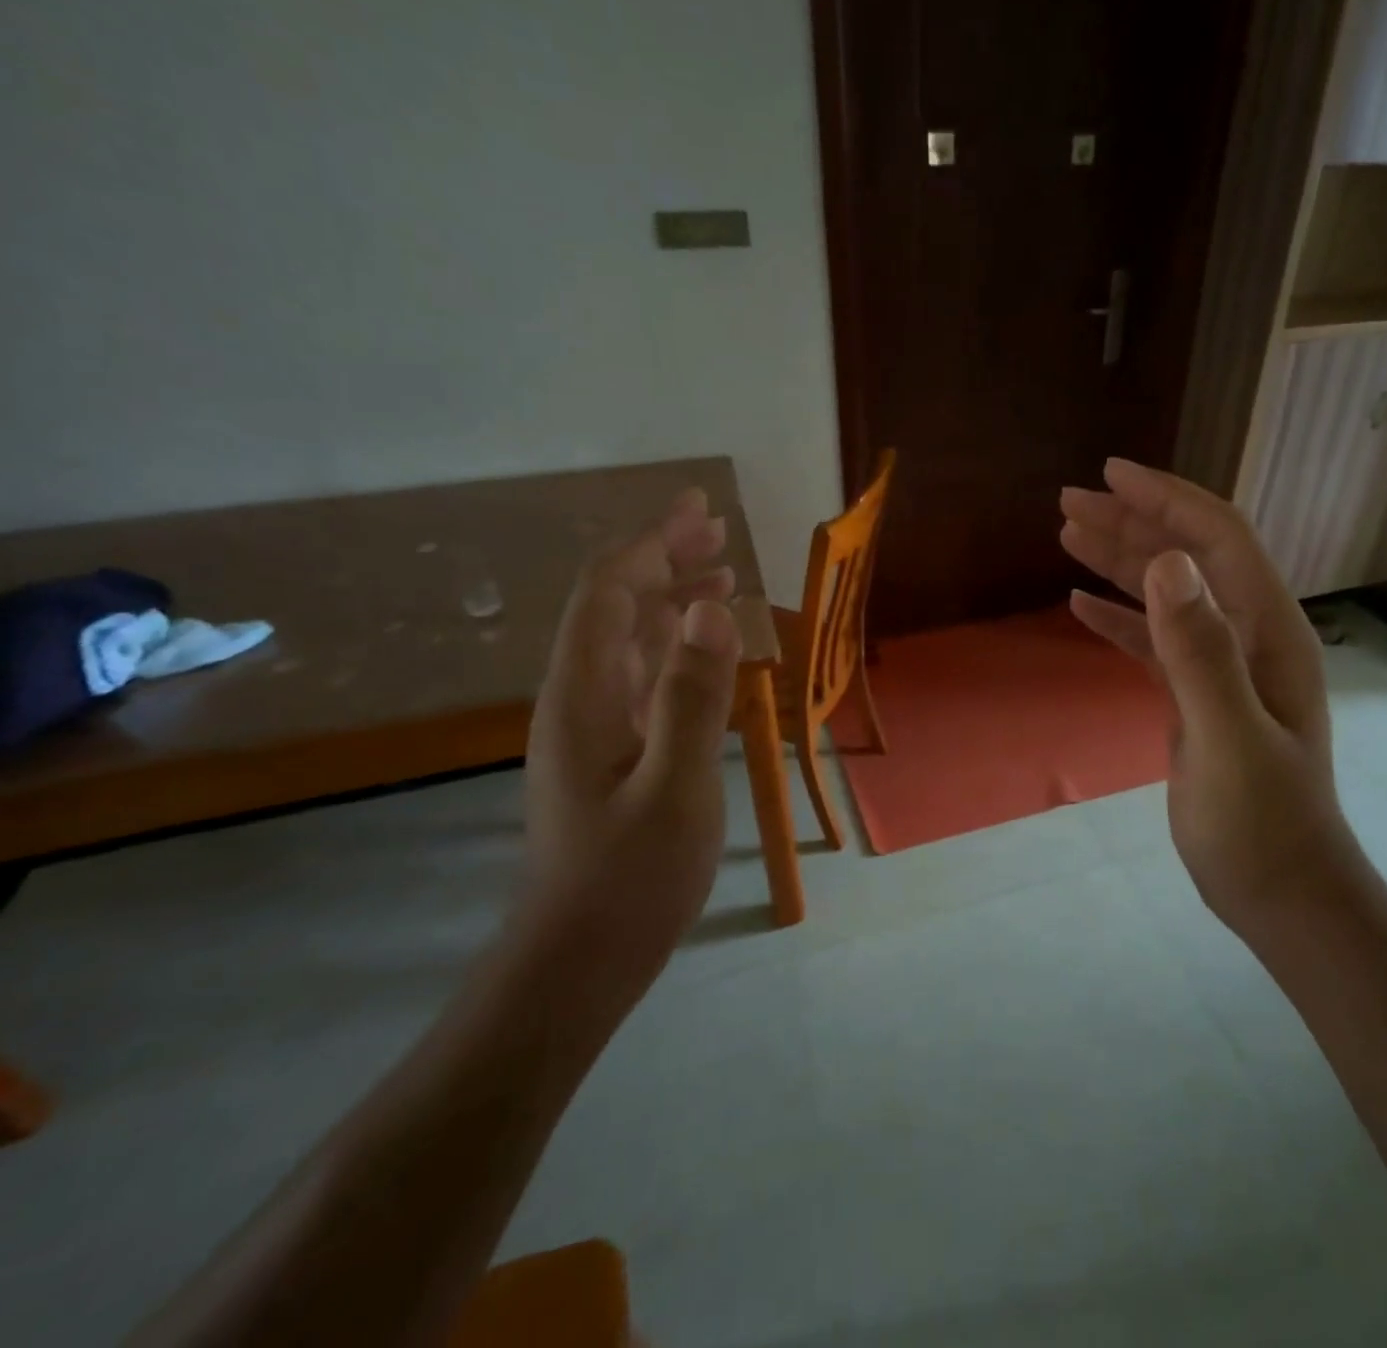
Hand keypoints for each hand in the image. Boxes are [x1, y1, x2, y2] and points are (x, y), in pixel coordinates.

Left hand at [520, 489, 741, 1011]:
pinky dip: (674, 646)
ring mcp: (592, 726)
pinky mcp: (609, 752)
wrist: (579, 959)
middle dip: (664, 561)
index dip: (652, 544)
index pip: (610, 593)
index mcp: (584, 694)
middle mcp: (579, 697)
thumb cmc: (630, 880)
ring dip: (672, 600)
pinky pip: (640, 675)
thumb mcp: (677, 788)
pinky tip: (704, 650)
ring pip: (628, 640)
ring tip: (722, 578)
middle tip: (720, 534)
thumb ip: (693, 696)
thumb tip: (713, 609)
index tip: (700, 511)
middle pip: (616, 606)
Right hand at [1061, 459, 1366, 936]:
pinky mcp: (1197, 697)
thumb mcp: (1227, 735)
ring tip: (1067, 535)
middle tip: (1068, 502)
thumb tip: (1167, 562)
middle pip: (1187, 557)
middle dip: (1131, 522)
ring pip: (1166, 595)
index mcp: (1266, 631)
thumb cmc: (1260, 823)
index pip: (1218, 538)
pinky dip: (1118, 618)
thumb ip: (1199, 650)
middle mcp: (1247, 636)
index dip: (1166, 499)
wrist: (1281, 892)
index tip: (1110, 474)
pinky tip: (1080, 605)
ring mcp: (1222, 667)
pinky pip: (1153, 642)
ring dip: (1119, 562)